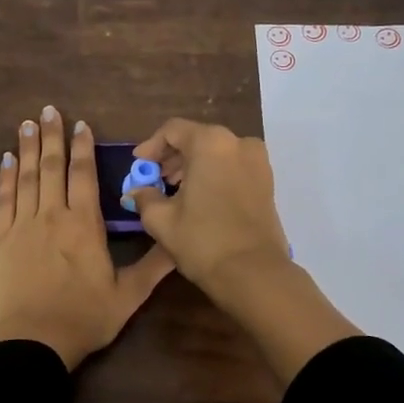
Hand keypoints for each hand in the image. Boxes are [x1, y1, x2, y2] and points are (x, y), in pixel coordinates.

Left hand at [0, 106, 173, 369]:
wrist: (35, 341)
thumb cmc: (85, 317)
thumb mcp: (129, 294)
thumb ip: (155, 265)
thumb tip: (180, 241)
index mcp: (84, 225)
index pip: (83, 175)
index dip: (83, 147)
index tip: (81, 124)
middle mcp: (52, 216)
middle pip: (52, 167)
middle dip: (52, 136)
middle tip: (48, 110)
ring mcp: (22, 226)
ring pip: (26, 177)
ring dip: (28, 148)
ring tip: (27, 123)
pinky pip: (3, 200)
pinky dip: (5, 177)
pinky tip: (7, 159)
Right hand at [125, 119, 292, 300]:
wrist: (253, 272)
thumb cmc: (202, 240)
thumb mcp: (161, 219)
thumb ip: (145, 197)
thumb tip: (136, 191)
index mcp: (210, 142)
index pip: (173, 130)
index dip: (151, 146)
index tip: (139, 166)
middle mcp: (238, 143)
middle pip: (197, 138)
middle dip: (173, 157)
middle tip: (155, 179)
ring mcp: (258, 161)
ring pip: (217, 152)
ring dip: (193, 166)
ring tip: (175, 191)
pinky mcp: (267, 181)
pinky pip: (233, 166)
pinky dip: (214, 174)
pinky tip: (199, 198)